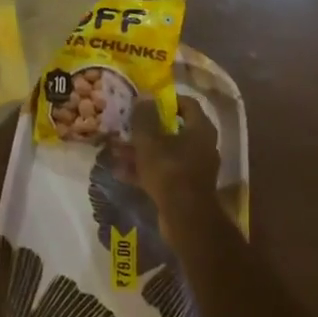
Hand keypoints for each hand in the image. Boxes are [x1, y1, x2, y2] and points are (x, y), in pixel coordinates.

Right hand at [131, 97, 221, 233]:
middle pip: (173, 129)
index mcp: (200, 129)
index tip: (146, 102)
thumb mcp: (149, 141)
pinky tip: (120, 172)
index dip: (167, 100)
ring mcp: (195, 169)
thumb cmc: (170, 171)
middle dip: (146, 129)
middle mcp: (202, 146)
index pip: (187, 104)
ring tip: (115, 150)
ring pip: (165, 153)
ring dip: (141, 151)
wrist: (186, 220)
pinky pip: (164, 172)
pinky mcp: (186, 188)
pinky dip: (145, 171)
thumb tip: (145, 96)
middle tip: (126, 126)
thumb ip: (144, 117)